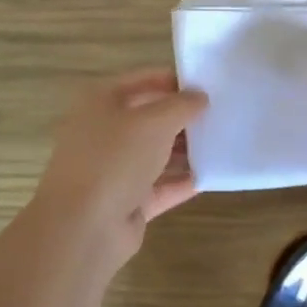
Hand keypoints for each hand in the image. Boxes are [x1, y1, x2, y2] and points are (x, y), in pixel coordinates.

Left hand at [27, 69, 207, 261]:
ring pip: (155, 153)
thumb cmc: (115, 158)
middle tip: (220, 114)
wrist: (84, 227)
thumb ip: (182, 105)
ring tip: (222, 142)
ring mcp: (113, 169)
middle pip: (149, 118)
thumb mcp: (154, 122)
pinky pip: (160, 186)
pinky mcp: (126, 202)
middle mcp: (104, 133)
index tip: (208, 83)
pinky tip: (212, 174)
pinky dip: (183, 181)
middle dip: (182, 117)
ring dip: (185, 149)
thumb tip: (200, 96)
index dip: (173, 80)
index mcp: (100, 102)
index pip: (142, 80)